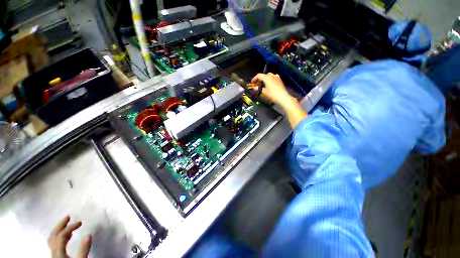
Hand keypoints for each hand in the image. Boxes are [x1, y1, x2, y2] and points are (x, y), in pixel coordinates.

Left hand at [48, 215, 91, 257]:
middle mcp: (53, 251)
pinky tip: (65, 237)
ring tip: (67, 224)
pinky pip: (54, 243)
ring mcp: (52, 254)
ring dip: (58, 230)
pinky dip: (58, 236)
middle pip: (53, 235)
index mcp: (58, 252)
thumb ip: (83, 249)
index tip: (81, 222)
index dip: (70, 227)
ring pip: (52, 239)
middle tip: (69, 216)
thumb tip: (89, 234)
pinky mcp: (55, 256)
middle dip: (60, 225)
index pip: (62, 236)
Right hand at [251, 73, 306, 127]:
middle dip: (260, 79)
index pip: (259, 75)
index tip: (252, 83)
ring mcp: (277, 77)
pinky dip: (270, 80)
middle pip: (264, 75)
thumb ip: (258, 89)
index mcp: (267, 77)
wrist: (282, 97)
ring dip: (265, 79)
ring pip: (269, 76)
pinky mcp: (280, 81)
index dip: (254, 79)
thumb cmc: (272, 94)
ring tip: (263, 85)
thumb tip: (254, 88)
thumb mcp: (264, 92)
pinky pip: (273, 78)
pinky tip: (269, 84)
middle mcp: (272, 75)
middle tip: (257, 84)